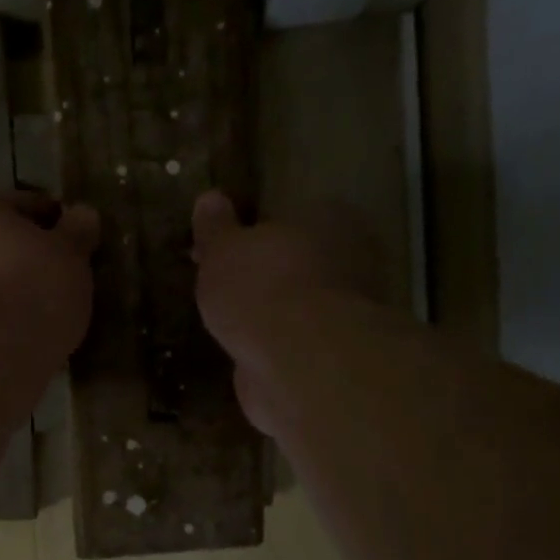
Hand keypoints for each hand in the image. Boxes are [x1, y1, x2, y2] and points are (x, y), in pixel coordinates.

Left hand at [0, 188, 99, 356]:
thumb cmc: (28, 290)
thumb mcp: (69, 256)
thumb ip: (77, 233)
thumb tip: (83, 215)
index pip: (20, 206)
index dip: (52, 225)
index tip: (75, 248)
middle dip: (18, 261)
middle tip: (54, 286)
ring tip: (33, 320)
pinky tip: (9, 342)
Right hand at [192, 190, 400, 434]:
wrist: (298, 360)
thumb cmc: (261, 288)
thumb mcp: (223, 250)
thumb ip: (216, 228)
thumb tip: (209, 198)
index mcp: (328, 218)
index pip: (287, 216)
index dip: (250, 234)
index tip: (218, 252)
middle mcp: (349, 259)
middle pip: (296, 260)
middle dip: (264, 273)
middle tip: (223, 288)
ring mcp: (347, 310)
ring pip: (299, 303)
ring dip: (271, 312)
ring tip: (232, 324)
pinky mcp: (335, 354)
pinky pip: (297, 341)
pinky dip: (276, 345)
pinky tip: (250, 351)